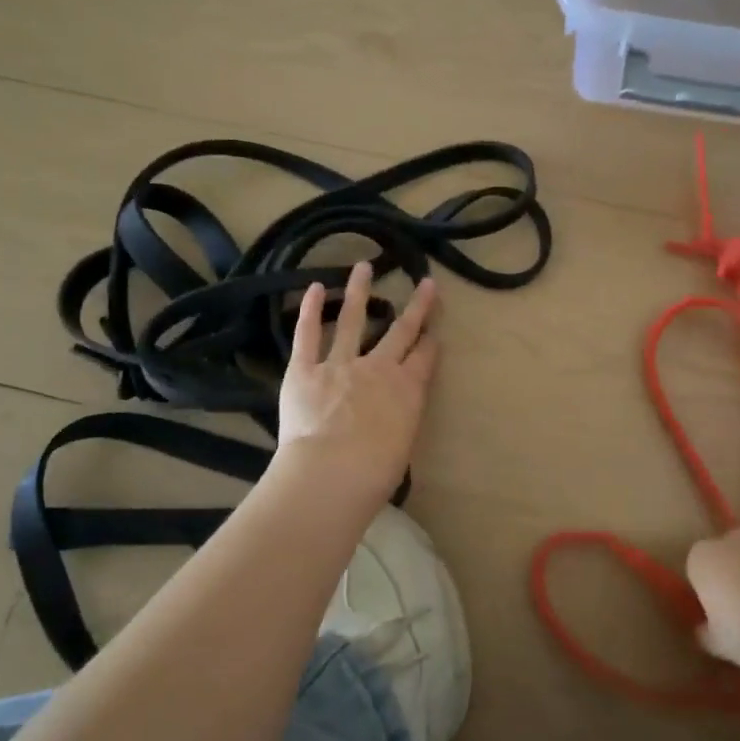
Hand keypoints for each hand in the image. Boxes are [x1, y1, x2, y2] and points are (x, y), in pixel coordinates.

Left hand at [276, 263, 439, 505]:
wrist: (334, 471)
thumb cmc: (375, 473)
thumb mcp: (401, 450)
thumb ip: (398, 427)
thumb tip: (389, 426)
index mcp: (407, 391)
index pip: (424, 359)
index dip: (431, 343)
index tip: (434, 332)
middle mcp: (378, 369)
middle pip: (401, 332)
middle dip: (417, 307)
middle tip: (426, 284)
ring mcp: (340, 364)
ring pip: (354, 320)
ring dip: (360, 292)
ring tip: (364, 266)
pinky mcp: (305, 369)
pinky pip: (308, 335)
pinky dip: (312, 310)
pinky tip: (317, 287)